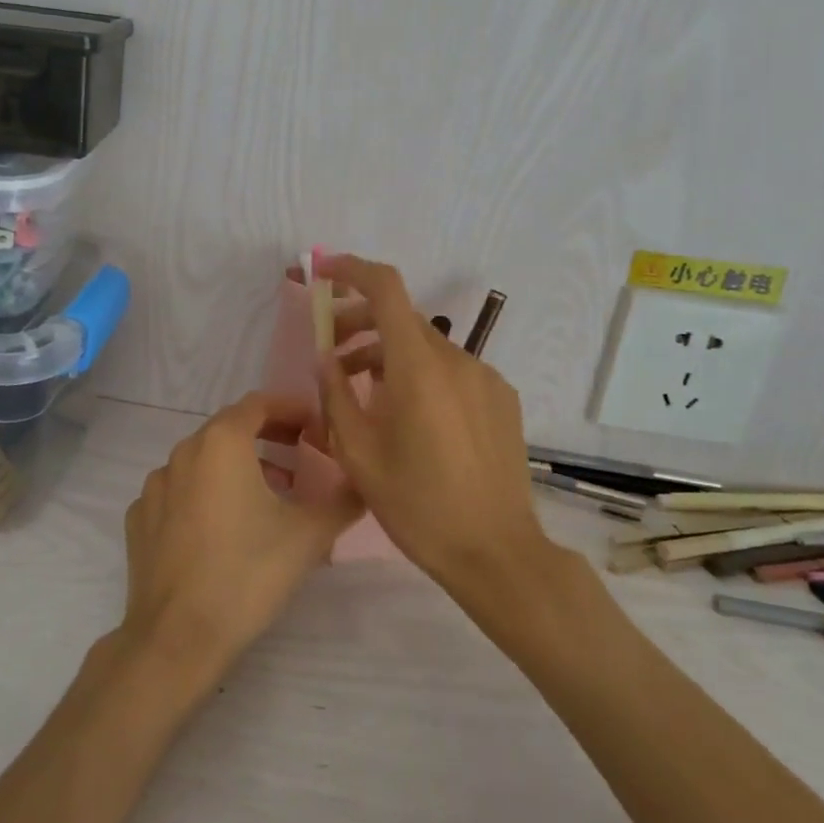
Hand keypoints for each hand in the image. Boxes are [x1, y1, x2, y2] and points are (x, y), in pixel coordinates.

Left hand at [117, 392, 361, 684]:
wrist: (177, 636)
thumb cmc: (247, 573)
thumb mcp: (309, 535)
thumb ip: (343, 500)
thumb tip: (363, 483)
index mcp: (222, 442)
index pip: (260, 403)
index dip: (292, 409)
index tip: (316, 427)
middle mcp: (183, 451)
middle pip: (231, 428)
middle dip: (268, 436)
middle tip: (300, 456)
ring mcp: (155, 485)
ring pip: (203, 460)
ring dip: (237, 466)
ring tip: (268, 495)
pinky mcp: (140, 517)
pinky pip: (179, 491)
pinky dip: (205, 494)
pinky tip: (222, 527)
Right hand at [315, 254, 545, 588]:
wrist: (496, 552)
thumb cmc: (418, 506)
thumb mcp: (359, 454)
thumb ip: (336, 396)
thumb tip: (326, 358)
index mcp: (418, 367)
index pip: (385, 288)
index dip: (351, 269)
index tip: (322, 272)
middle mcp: (456, 359)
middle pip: (401, 318)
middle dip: (359, 322)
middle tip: (330, 351)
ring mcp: (485, 377)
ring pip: (425, 347)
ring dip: (387, 354)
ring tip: (360, 391)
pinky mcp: (501, 398)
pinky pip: (451, 370)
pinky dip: (420, 374)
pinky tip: (409, 416)